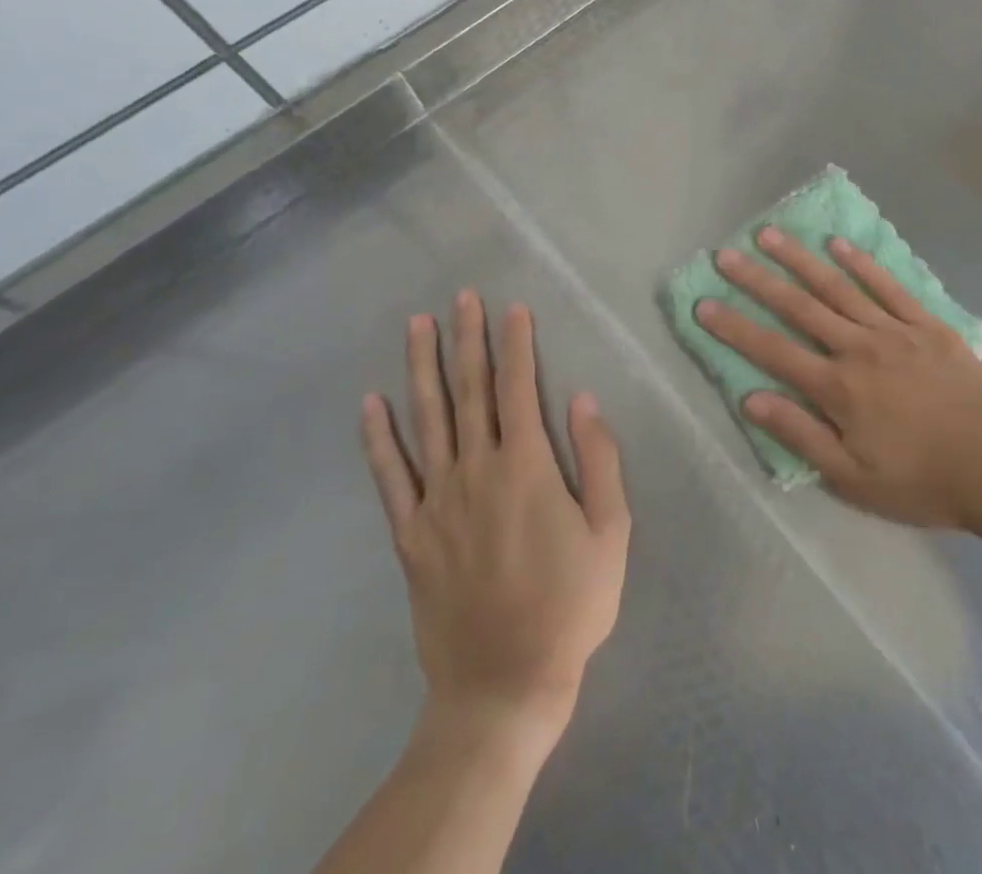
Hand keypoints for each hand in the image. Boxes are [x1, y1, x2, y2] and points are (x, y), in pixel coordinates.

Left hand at [359, 291, 629, 751]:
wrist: (504, 685)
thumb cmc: (571, 605)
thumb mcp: (611, 532)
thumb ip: (599, 460)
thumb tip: (582, 399)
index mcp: (527, 467)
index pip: (518, 388)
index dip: (516, 345)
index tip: (512, 308)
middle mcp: (477, 471)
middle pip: (470, 391)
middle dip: (467, 339)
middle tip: (461, 297)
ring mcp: (437, 501)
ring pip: (428, 420)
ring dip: (422, 368)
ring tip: (416, 326)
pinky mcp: (411, 535)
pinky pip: (390, 477)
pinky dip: (378, 438)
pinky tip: (370, 404)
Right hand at [696, 229, 981, 529]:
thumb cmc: (924, 482)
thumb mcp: (854, 479)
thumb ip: (802, 436)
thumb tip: (751, 399)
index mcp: (838, 389)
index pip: (773, 351)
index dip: (734, 328)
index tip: (704, 304)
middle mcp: (859, 348)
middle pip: (799, 308)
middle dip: (757, 280)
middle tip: (725, 254)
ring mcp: (895, 330)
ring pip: (838, 287)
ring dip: (801, 259)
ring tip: (770, 235)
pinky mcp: (927, 324)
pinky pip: (888, 286)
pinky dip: (861, 263)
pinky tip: (838, 244)